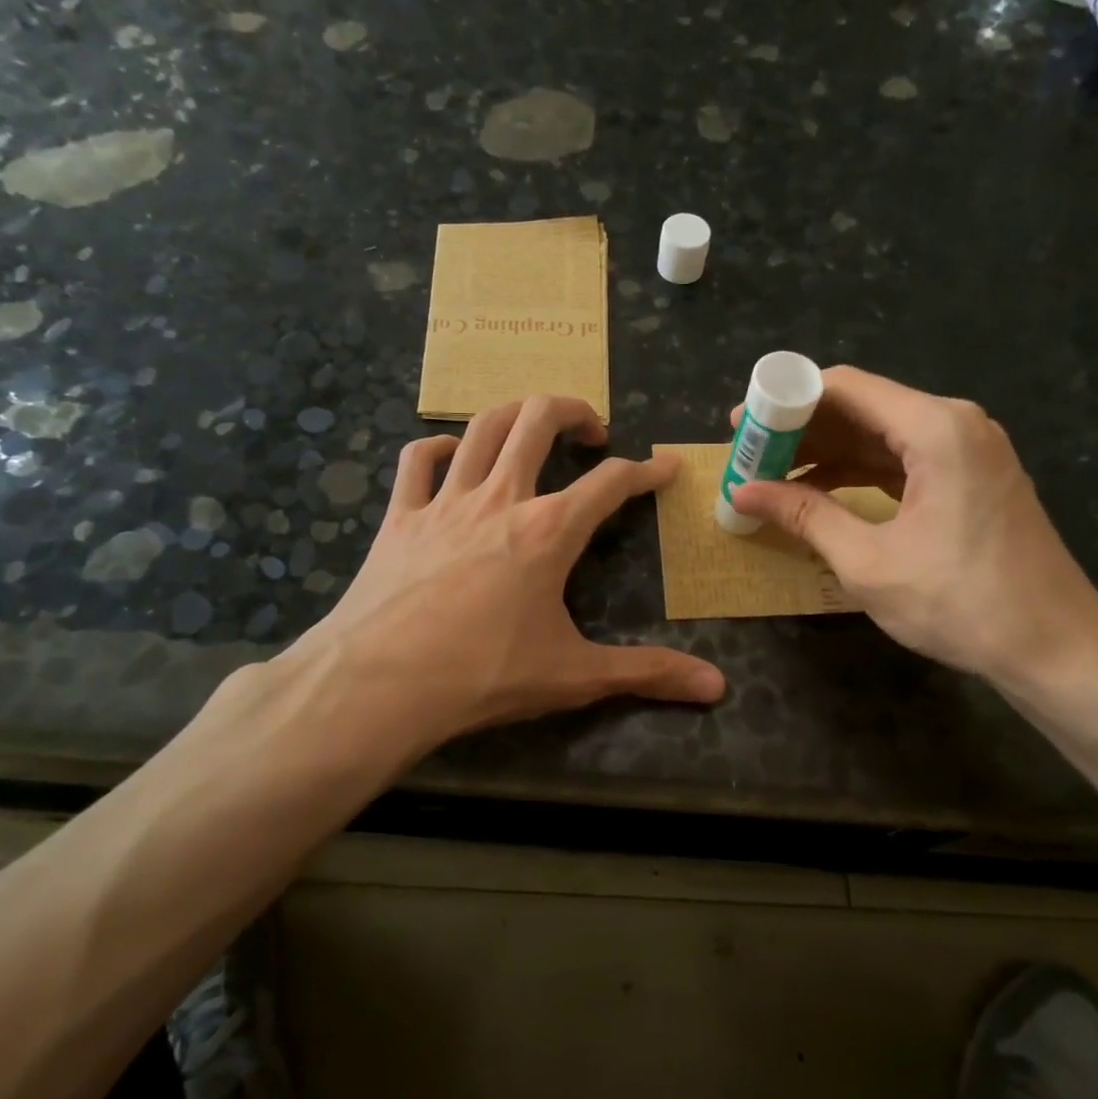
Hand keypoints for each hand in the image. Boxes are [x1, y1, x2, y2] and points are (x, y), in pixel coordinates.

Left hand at [288, 395, 724, 752]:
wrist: (380, 684)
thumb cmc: (483, 675)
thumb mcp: (574, 675)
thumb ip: (647, 673)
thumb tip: (717, 688)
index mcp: (549, 530)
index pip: (611, 483)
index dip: (646, 470)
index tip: (666, 466)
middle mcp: (501, 498)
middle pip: (539, 420)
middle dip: (574, 410)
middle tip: (593, 431)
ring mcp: (445, 501)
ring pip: (482, 427)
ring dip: (514, 413)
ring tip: (533, 424)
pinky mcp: (400, 516)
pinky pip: (416, 460)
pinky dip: (438, 447)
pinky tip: (451, 454)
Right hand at [728, 366, 1097, 687]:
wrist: (1056, 648)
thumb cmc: (960, 603)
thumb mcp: (867, 562)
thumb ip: (804, 516)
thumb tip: (742, 493)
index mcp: (935, 428)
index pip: (844, 387)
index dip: (784, 402)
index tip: (740, 427)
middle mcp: (955, 423)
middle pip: (861, 406)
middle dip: (800, 429)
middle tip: (747, 455)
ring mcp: (968, 449)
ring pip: (880, 433)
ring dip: (826, 452)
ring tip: (772, 476)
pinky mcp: (971, 477)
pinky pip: (902, 458)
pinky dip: (858, 471)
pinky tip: (819, 490)